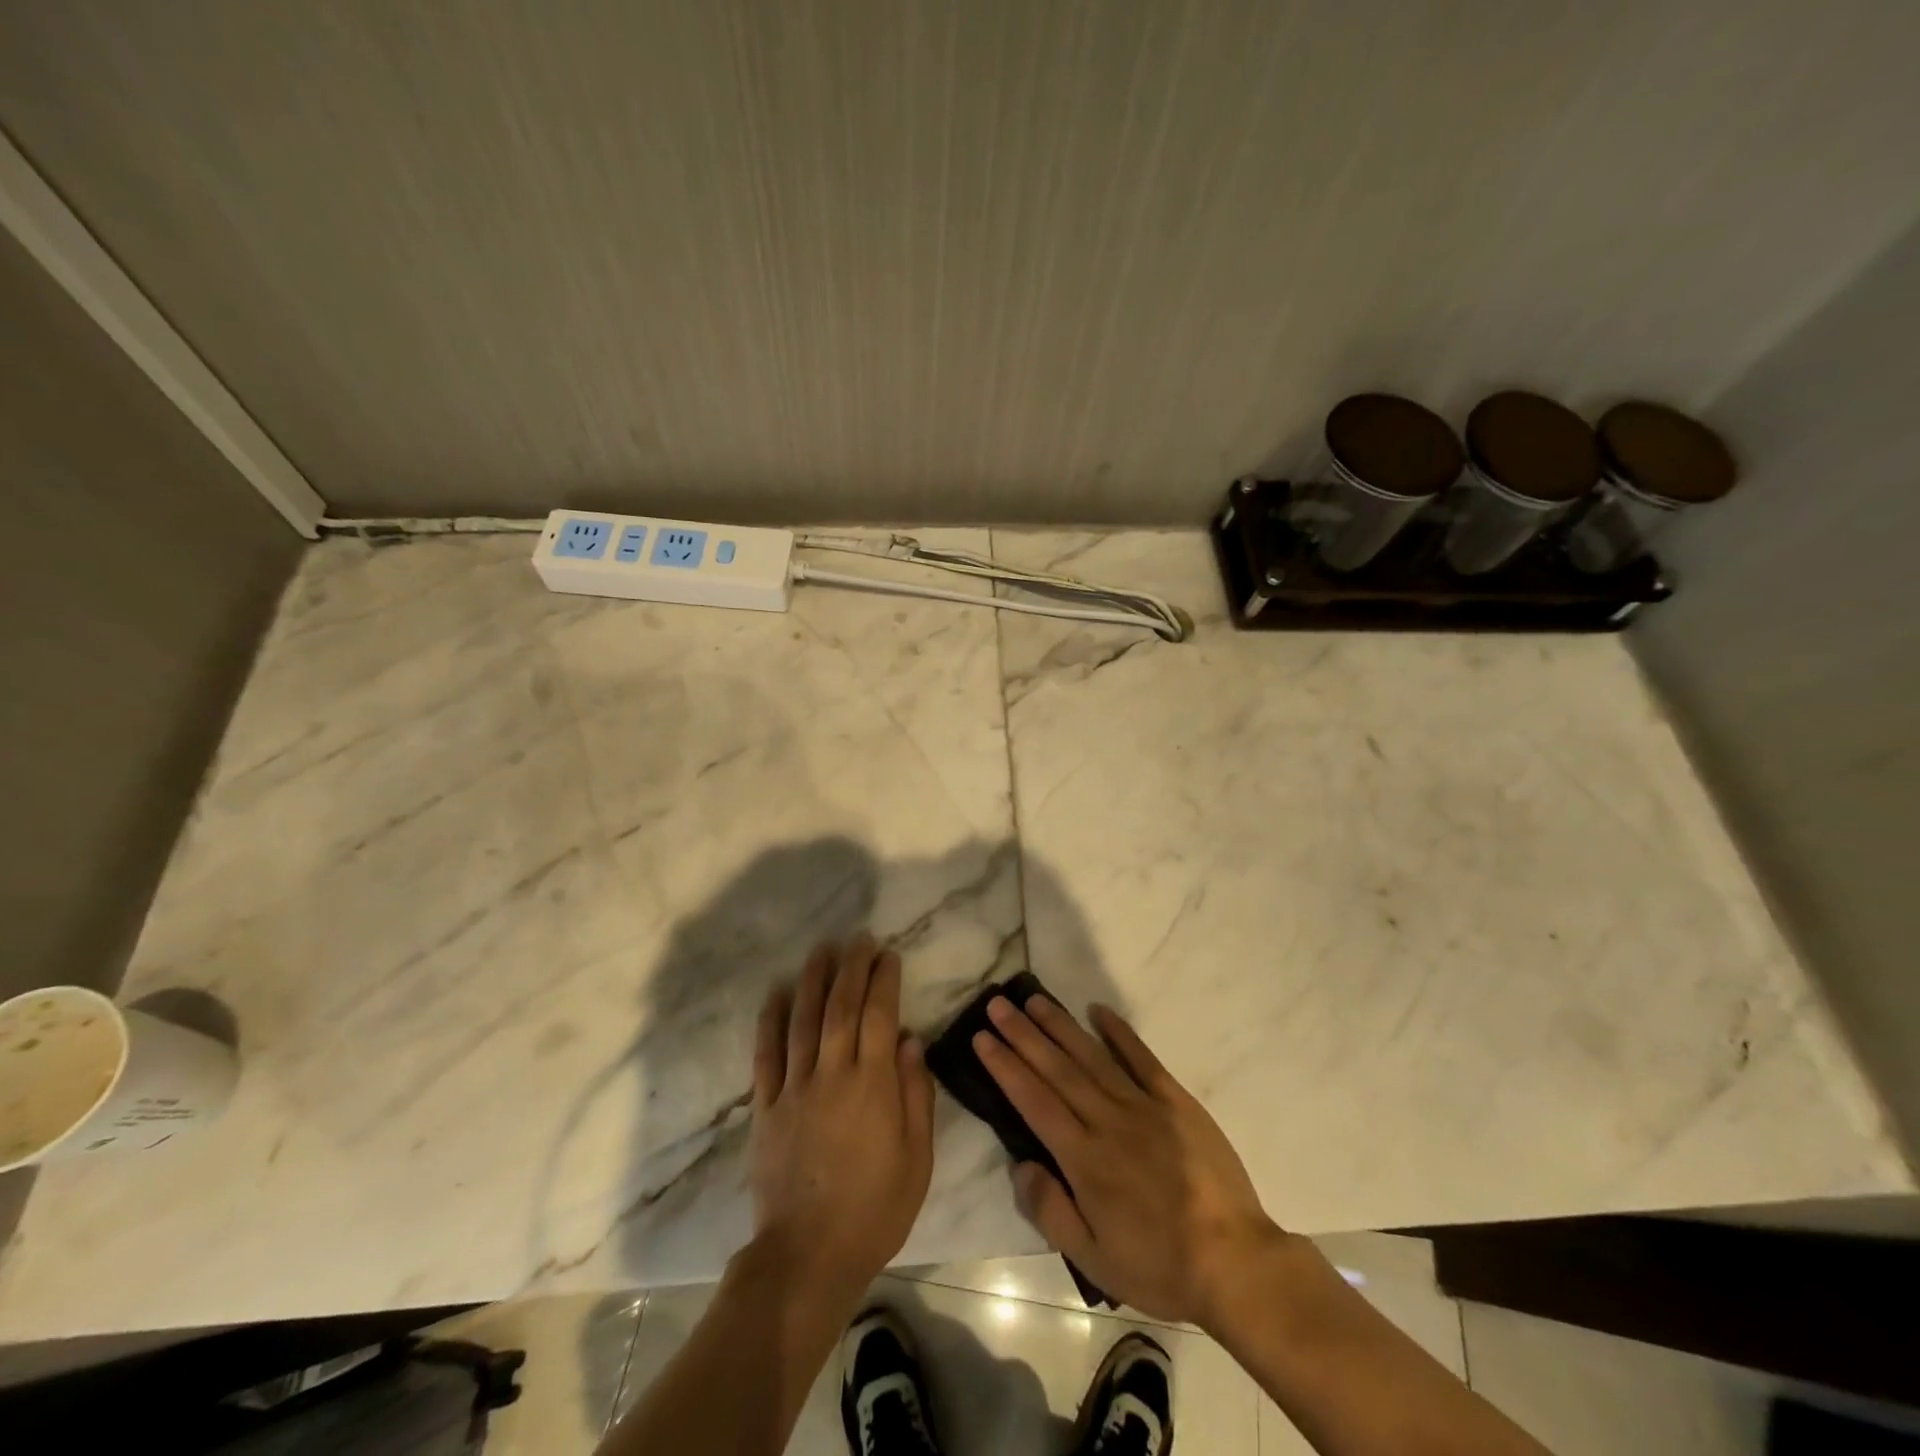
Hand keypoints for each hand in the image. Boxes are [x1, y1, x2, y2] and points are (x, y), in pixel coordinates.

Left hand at [748, 935, 934, 1305]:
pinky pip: (766, 1055)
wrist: (808, 1257)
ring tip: (821, 950)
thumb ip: (916, 1096)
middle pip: (841, 1008)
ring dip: (812, 980)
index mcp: (873, 1086)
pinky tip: (776, 992)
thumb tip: (912, 1042)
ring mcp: (795, 1089)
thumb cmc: (875, 1209)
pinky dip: (770, 1020)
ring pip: (803, 1021)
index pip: (880, 1016)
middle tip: (858, 939)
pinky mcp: (766, 1108)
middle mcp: (833, 1076)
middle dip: (852, 968)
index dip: (884, 981)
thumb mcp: (917, 1159)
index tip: (888, 954)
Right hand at [974, 994, 1285, 1327]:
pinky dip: (1119, 1032)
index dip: (1005, 1066)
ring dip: (1060, 1025)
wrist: (1235, 1262)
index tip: (982, 1037)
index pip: (1034, 1101)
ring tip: (1034, 1000)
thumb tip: (1020, 1164)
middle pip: (1057, 1069)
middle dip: (1023, 1034)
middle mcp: (1107, 1121)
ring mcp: (1143, 1105)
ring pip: (1092, 1056)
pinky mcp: (1175, 1100)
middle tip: (998, 1004)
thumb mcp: (1094, 1260)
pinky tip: (1098, 1010)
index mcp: (1084, 1159)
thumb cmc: (1159, 1265)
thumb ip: (1050, 1210)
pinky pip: (1142, 1058)